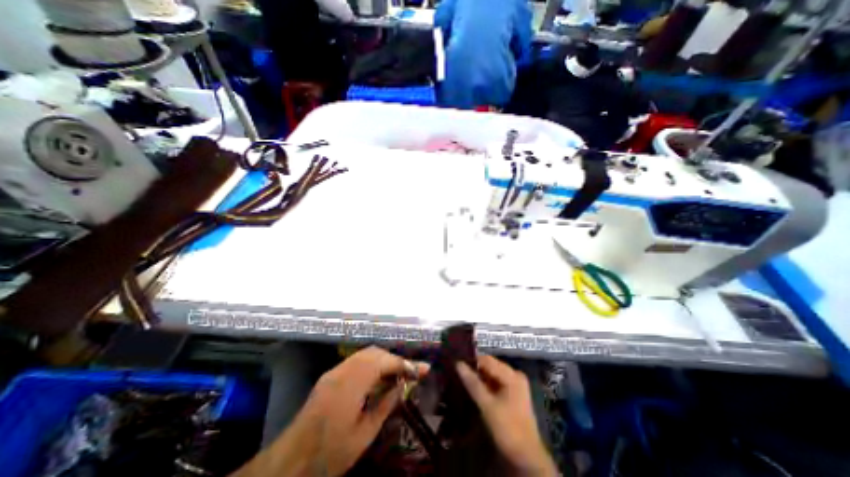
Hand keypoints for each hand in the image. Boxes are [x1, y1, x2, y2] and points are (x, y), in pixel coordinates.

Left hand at [231, 346, 428, 476]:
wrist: (290, 462)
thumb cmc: (330, 453)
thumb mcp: (364, 434)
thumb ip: (385, 405)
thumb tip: (402, 386)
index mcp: (352, 384)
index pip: (385, 362)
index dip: (405, 364)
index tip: (422, 370)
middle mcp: (343, 370)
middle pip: (376, 353)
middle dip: (395, 359)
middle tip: (411, 372)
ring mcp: (335, 370)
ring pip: (366, 354)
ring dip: (384, 360)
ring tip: (398, 374)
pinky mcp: (330, 375)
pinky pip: (357, 361)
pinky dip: (372, 364)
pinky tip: (378, 377)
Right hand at [458, 356, 559, 474]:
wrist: (526, 458)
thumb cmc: (507, 428)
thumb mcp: (487, 405)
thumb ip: (472, 383)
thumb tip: (458, 363)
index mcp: (512, 375)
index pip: (487, 360)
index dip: (471, 360)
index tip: (455, 362)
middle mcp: (515, 375)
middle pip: (490, 366)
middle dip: (474, 369)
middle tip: (456, 371)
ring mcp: (515, 385)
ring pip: (491, 375)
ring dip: (478, 377)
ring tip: (461, 378)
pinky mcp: (512, 394)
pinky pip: (495, 383)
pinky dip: (484, 385)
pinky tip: (472, 388)